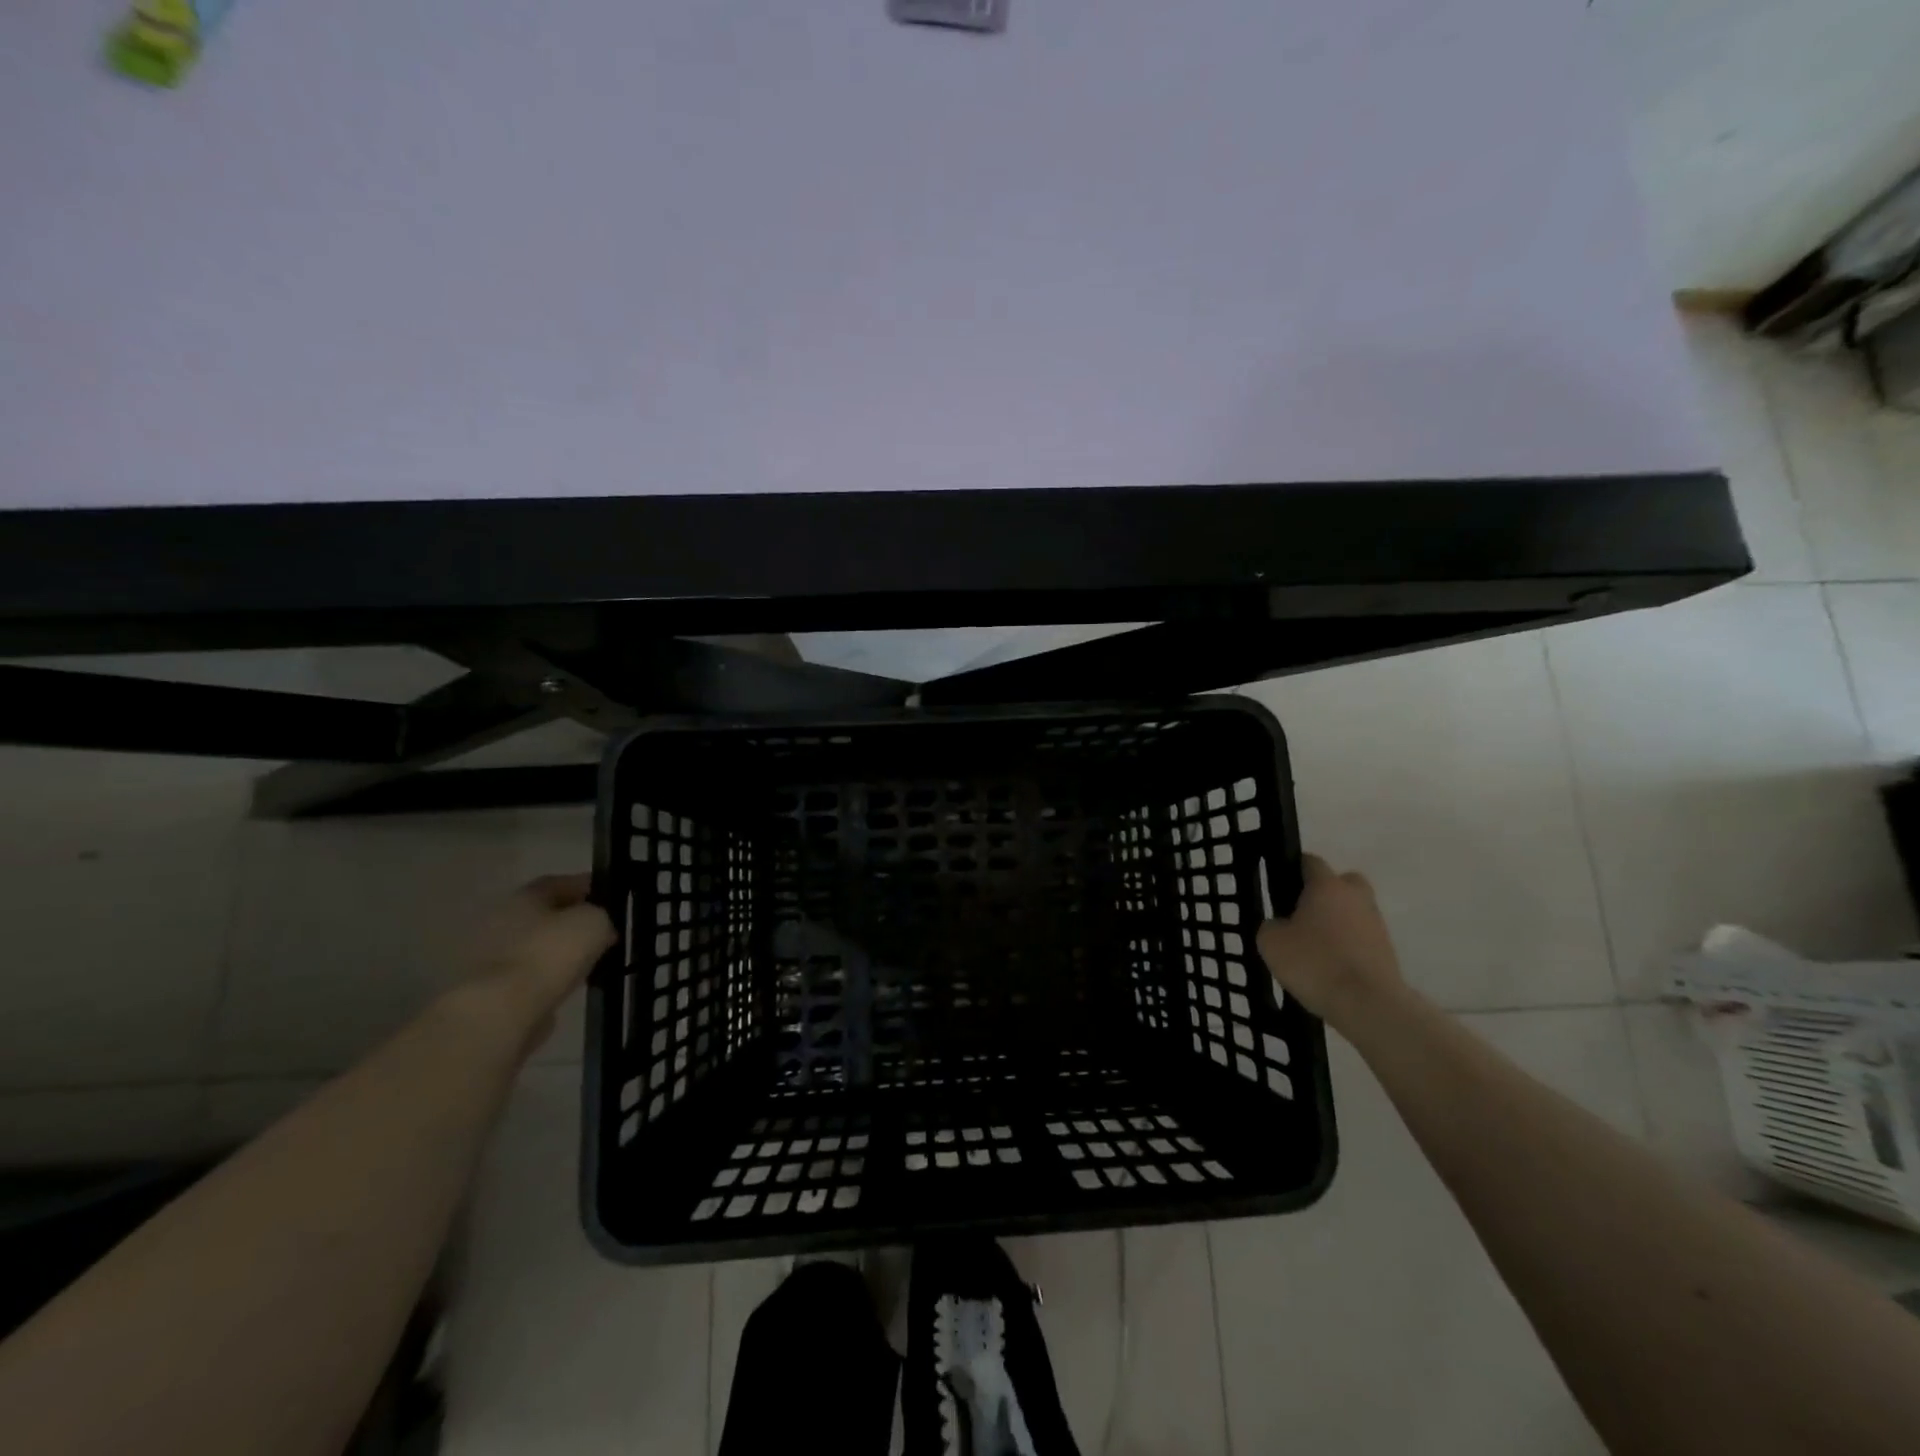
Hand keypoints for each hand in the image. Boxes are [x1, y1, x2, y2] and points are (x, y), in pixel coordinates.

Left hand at [460, 874, 616, 1044]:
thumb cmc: (549, 955)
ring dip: (555, 953)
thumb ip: (601, 916)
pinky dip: (544, 979)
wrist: (501, 1011)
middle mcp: (499, 920)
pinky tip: (564, 987)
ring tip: (585, 963)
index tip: (609, 898)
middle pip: (543, 915)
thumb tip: (598, 926)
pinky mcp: (487, 991)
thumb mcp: (593, 923)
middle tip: (599, 933)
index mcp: (524, 896)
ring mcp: (488, 957)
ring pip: (534, 948)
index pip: (560, 883)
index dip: (587, 888)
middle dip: (569, 922)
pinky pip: (526, 977)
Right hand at [1256, 855, 1404, 1028]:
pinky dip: (1348, 946)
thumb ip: (1271, 925)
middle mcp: (1355, 896)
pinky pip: (1361, 938)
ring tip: (1314, 948)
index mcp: (1326, 885)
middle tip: (1302, 914)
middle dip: (1323, 893)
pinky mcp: (1387, 951)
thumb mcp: (1271, 942)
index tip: (1279, 887)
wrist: (1368, 1005)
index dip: (1293, 869)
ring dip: (1337, 922)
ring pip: (1353, 911)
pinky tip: (1330, 967)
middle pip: (1341, 882)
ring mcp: (1376, 923)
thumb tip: (1280, 924)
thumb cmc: (1315, 963)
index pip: (1310, 861)